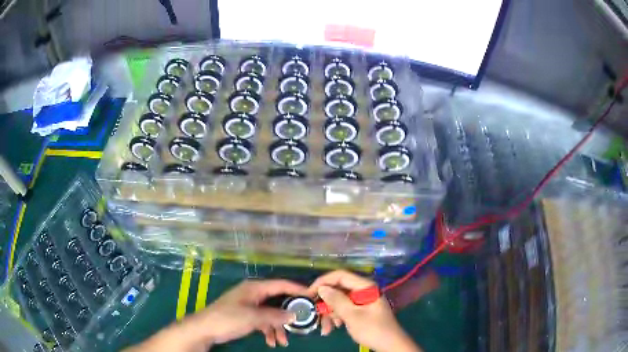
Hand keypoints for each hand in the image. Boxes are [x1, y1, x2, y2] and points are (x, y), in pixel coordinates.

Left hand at [199, 279, 306, 347]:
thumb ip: (275, 315)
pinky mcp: (246, 316)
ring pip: (272, 314)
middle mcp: (254, 294)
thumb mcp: (253, 317)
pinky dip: (269, 330)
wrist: (206, 329)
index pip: (281, 285)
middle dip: (288, 315)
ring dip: (278, 327)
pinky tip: (271, 342)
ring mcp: (250, 306)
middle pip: (278, 301)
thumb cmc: (228, 318)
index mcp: (255, 288)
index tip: (312, 297)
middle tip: (300, 325)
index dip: (297, 290)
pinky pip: (263, 321)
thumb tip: (295, 315)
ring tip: (282, 342)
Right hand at [309, 270, 420, 351]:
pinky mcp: (361, 310)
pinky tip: (334, 328)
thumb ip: (336, 300)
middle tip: (315, 315)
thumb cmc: (373, 329)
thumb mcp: (352, 316)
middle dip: (326, 303)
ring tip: (326, 329)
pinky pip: (344, 309)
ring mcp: (362, 300)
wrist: (389, 345)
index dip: (323, 282)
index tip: (309, 293)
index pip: (340, 276)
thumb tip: (321, 288)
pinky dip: (337, 317)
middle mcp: (363, 290)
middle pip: (338, 289)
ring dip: (330, 314)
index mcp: (365, 287)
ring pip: (339, 301)